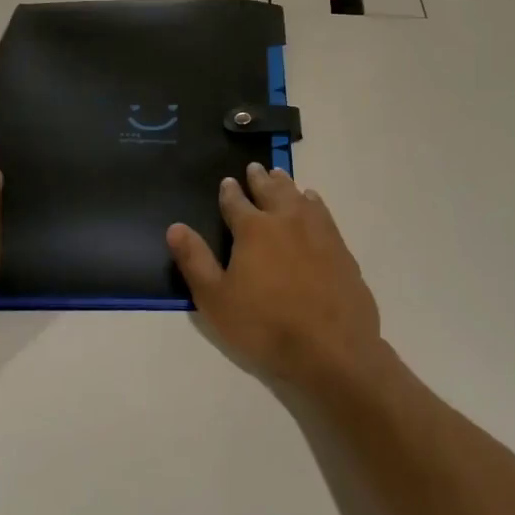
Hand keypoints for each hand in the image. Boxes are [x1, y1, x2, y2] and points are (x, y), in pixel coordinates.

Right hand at [167, 162, 382, 388]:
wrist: (331, 347)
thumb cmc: (265, 325)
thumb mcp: (216, 300)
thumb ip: (195, 261)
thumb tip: (175, 227)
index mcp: (253, 229)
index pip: (236, 203)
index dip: (229, 192)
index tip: (227, 182)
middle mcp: (286, 219)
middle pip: (270, 191)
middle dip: (259, 179)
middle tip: (254, 168)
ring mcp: (317, 230)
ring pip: (298, 196)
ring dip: (286, 184)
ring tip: (279, 176)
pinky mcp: (339, 245)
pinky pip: (322, 211)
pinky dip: (312, 200)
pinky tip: (311, 201)